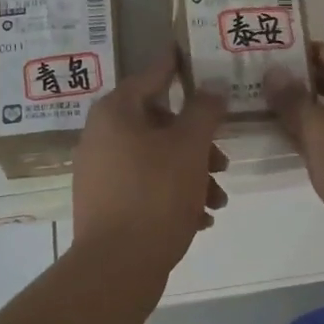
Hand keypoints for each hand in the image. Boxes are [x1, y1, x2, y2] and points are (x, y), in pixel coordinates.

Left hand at [70, 53, 228, 269]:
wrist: (116, 267)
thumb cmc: (155, 194)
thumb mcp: (189, 146)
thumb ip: (204, 110)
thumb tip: (212, 85)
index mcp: (115, 112)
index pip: (152, 75)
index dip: (178, 66)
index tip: (196, 56)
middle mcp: (101, 136)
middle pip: (159, 123)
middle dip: (197, 141)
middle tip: (223, 159)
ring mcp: (100, 172)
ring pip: (157, 159)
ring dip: (193, 173)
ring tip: (219, 199)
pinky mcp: (106, 204)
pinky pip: (146, 187)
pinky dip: (174, 195)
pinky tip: (202, 218)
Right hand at [265, 43, 323, 245]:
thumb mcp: (319, 131)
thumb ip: (293, 100)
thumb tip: (274, 72)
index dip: (307, 51)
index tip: (275, 51)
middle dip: (306, 81)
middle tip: (268, 79)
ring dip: (310, 110)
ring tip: (273, 108)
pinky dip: (321, 136)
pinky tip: (294, 141)